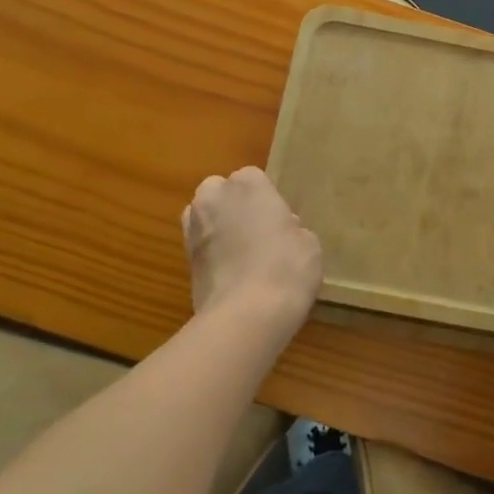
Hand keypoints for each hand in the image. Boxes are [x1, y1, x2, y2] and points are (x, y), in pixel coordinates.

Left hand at [183, 167, 322, 343]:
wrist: (246, 316)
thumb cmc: (286, 268)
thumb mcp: (308, 243)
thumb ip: (292, 228)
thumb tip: (281, 230)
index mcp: (247, 184)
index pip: (253, 178)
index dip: (266, 198)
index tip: (279, 219)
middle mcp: (213, 198)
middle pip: (220, 192)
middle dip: (234, 206)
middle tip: (258, 231)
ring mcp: (193, 229)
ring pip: (204, 218)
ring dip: (218, 227)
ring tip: (242, 253)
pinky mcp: (184, 261)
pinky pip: (201, 247)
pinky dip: (212, 254)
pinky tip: (232, 273)